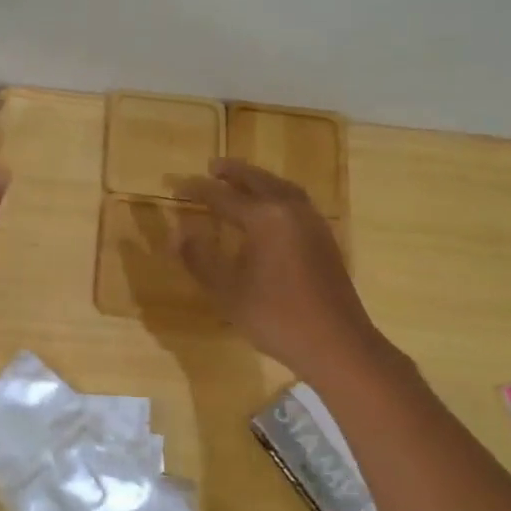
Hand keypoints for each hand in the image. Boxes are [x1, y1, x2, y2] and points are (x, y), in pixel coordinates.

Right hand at [171, 159, 381, 370]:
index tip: (175, 186)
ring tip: (239, 180)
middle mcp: (291, 211)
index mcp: (265, 218)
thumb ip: (199, 258)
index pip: (222, 196)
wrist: (336, 343)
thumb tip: (178, 232)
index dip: (197, 190)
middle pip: (258, 181)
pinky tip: (270, 208)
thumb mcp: (226, 290)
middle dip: (233, 173)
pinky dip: (276, 194)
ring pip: (281, 188)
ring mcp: (312, 223)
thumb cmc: (275, 316)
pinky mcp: (324, 239)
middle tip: (212, 166)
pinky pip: (296, 202)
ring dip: (258, 180)